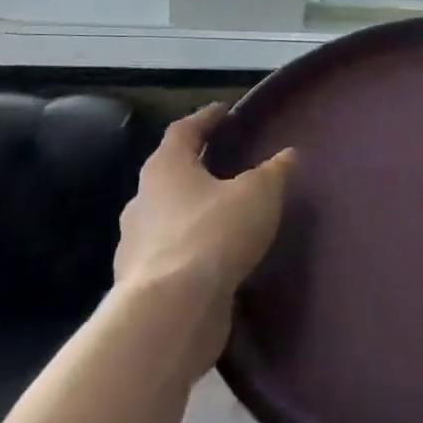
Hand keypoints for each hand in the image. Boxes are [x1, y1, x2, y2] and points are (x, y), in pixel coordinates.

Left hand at [114, 104, 294, 375]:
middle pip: (170, 174)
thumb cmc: (214, 233)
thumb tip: (286, 155)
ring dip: (193, 212)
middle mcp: (142, 201)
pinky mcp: (141, 283)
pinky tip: (216, 257)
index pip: (183, 131)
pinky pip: (171, 254)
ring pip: (167, 217)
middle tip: (228, 166)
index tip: (224, 111)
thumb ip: (274, 171)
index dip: (206, 118)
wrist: (171, 311)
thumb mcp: (259, 194)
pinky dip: (192, 249)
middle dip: (197, 169)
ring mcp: (135, 245)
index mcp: (165, 169)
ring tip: (226, 215)